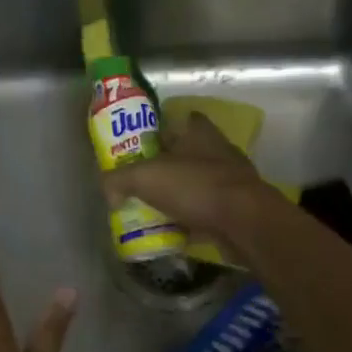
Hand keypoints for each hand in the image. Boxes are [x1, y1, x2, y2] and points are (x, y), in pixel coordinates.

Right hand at [102, 111, 288, 259]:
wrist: (244, 223)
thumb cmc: (195, 187)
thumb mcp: (144, 177)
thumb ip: (118, 180)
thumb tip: (107, 192)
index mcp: (199, 133)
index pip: (183, 119)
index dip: (164, 128)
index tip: (144, 143)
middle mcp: (219, 151)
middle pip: (188, 154)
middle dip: (168, 166)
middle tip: (142, 180)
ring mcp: (232, 181)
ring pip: (198, 184)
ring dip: (181, 195)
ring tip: (155, 208)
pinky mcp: (238, 209)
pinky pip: (208, 212)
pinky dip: (193, 220)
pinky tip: (176, 232)